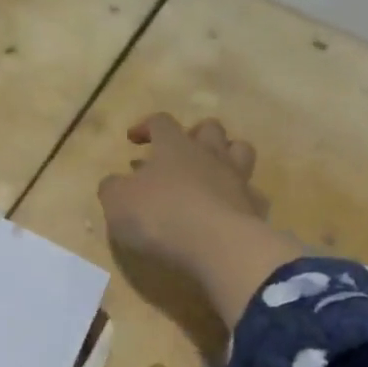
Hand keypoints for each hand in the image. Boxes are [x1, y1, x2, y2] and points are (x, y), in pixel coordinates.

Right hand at [98, 113, 299, 331]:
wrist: (218, 245)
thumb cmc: (161, 215)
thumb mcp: (118, 202)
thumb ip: (113, 188)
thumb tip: (113, 182)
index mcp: (174, 146)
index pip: (161, 121)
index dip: (146, 126)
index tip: (133, 139)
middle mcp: (209, 155)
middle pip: (210, 128)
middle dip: (195, 133)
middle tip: (180, 151)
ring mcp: (236, 179)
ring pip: (240, 151)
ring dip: (226, 156)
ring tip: (212, 172)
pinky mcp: (254, 208)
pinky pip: (253, 194)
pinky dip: (242, 197)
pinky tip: (230, 209)